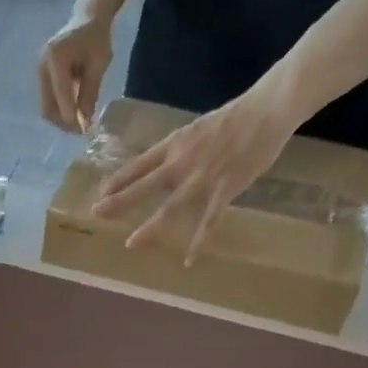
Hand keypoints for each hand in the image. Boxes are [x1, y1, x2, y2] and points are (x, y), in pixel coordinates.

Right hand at [38, 13, 112, 133]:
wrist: (87, 19)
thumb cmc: (96, 39)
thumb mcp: (98, 65)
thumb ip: (89, 94)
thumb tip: (85, 123)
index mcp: (55, 58)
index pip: (61, 96)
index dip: (71, 117)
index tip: (84, 130)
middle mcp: (42, 66)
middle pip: (48, 108)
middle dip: (64, 122)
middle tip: (80, 129)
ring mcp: (39, 73)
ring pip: (46, 109)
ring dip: (61, 120)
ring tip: (77, 121)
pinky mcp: (41, 79)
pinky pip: (48, 103)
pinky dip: (59, 111)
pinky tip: (72, 111)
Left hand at [90, 72, 303, 264]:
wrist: (270, 106)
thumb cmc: (236, 118)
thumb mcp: (199, 130)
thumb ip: (181, 152)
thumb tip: (164, 170)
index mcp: (177, 144)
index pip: (139, 164)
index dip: (118, 180)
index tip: (99, 194)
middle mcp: (184, 161)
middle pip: (145, 184)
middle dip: (119, 201)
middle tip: (97, 214)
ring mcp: (203, 177)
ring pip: (170, 207)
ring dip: (150, 227)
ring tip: (130, 244)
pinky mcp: (225, 188)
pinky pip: (209, 220)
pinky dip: (199, 241)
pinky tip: (188, 261)